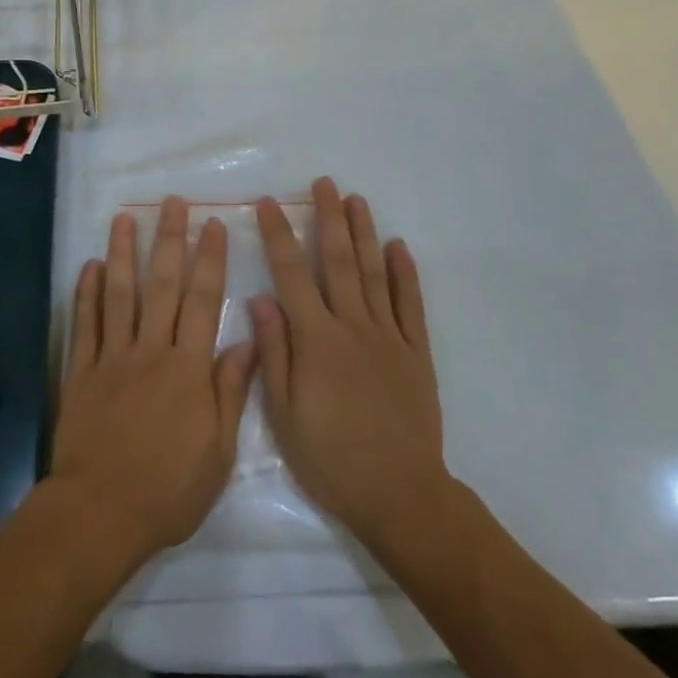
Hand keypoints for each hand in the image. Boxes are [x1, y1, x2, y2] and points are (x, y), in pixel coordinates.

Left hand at [48, 197, 255, 563]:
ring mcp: (112, 358)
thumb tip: (247, 341)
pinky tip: (89, 266)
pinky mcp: (81, 372)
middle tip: (172, 202)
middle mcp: (151, 350)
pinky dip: (86, 293)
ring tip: (124, 218)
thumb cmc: (169, 490)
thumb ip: (230, 391)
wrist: (99, 513)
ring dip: (122, 253)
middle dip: (169, 240)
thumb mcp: (218, 451)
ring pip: (119, 294)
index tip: (213, 224)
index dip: (210, 259)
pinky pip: (84, 325)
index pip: (204, 301)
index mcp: (188, 368)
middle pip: (162, 285)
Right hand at [252, 178, 447, 545]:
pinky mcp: (416, 353)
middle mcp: (353, 327)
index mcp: (316, 340)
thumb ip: (274, 352)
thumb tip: (260, 298)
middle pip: (339, 261)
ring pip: (375, 274)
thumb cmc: (331, 459)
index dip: (279, 236)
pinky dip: (406, 274)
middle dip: (328, 218)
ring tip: (357, 199)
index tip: (271, 203)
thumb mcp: (284, 414)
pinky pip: (411, 305)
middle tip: (324, 183)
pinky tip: (399, 246)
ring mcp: (389, 337)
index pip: (292, 275)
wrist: (400, 495)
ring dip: (365, 233)